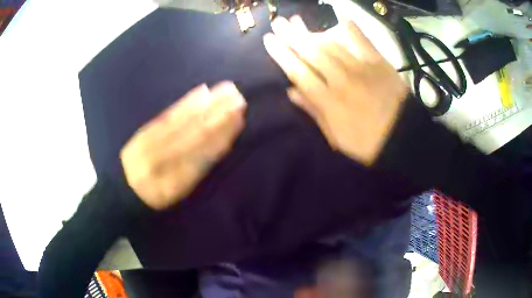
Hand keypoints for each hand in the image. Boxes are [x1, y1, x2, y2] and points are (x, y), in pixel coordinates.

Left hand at [120, 82, 245, 209]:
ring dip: (207, 105)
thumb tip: (222, 142)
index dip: (222, 137)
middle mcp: (161, 164)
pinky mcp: (143, 134)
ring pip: (182, 123)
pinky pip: (167, 117)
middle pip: (193, 136)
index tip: (239, 120)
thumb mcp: (181, 192)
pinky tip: (201, 92)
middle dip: (218, 115)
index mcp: (174, 184)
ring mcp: (149, 147)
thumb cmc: (159, 194)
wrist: (126, 188)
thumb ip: (200, 169)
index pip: (202, 156)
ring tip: (226, 90)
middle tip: (239, 98)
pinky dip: (186, 103)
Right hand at [263, 16, 407, 165]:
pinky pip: (363, 41)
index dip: (281, 54)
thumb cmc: (366, 142)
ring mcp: (361, 69)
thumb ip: (313, 111)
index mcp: (328, 101)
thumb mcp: (335, 137)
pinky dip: (351, 29)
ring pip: (332, 45)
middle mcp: (341, 80)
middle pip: (311, 53)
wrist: (402, 138)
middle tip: (278, 22)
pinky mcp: (379, 63)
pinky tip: (341, 19)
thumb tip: (291, 91)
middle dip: (291, 36)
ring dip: (312, 31)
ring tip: (298, 21)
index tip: (269, 40)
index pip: (298, 71)